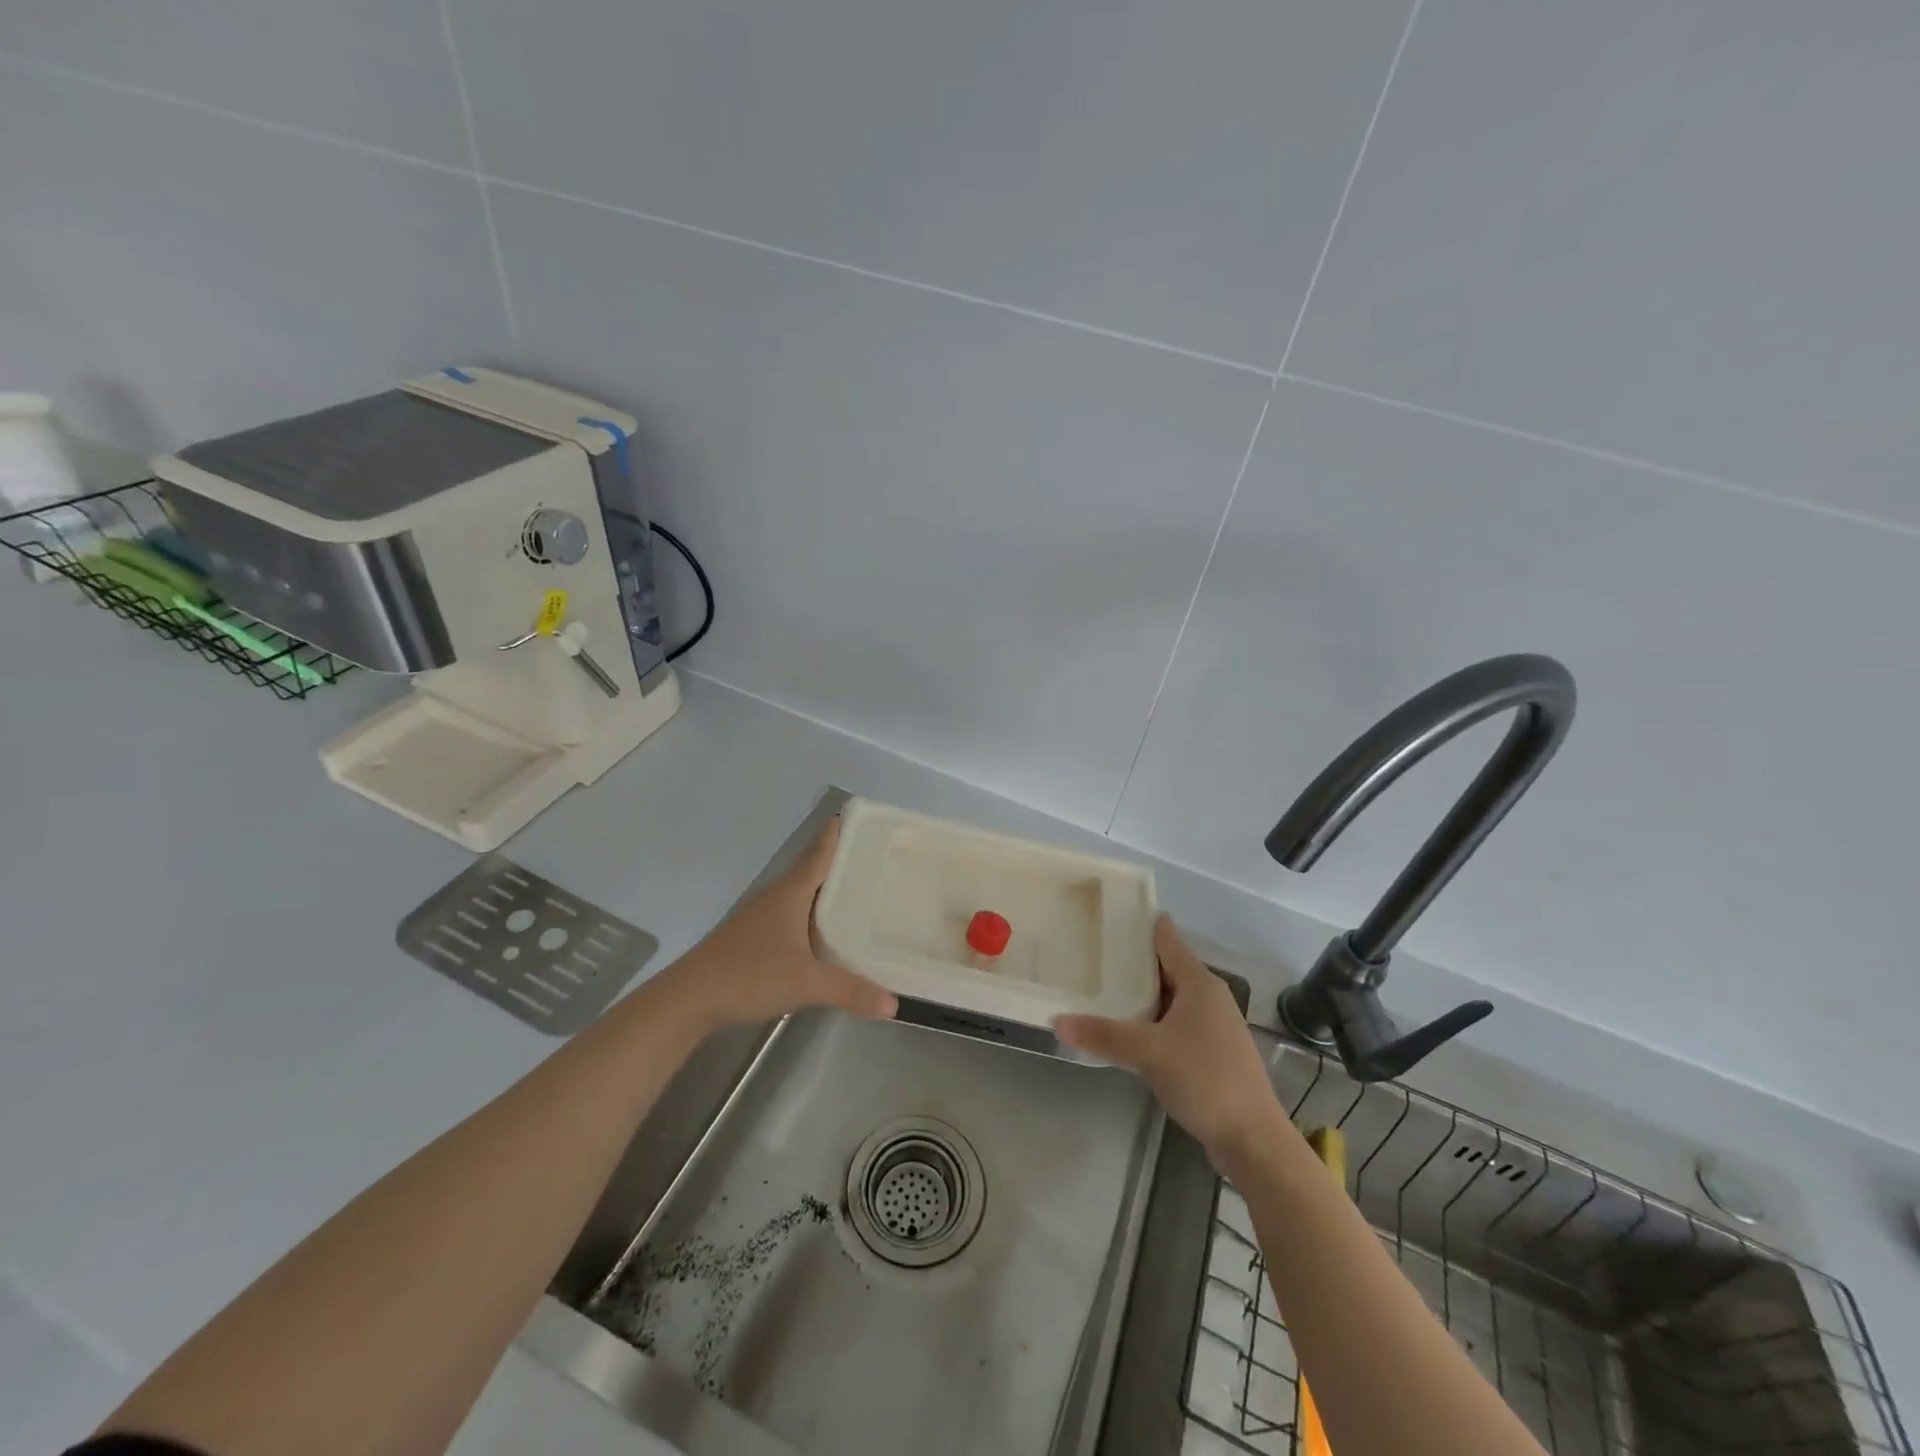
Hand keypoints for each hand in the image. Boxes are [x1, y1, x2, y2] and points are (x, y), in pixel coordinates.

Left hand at [653, 818, 896, 1033]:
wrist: (689, 999)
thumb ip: (851, 990)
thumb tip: (894, 1004)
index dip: (837, 833)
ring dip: (825, 890)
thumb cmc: (749, 975)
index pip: (819, 852)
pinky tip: (824, 932)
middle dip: (841, 861)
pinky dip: (812, 915)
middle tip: (876, 857)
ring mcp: (761, 917)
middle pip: (811, 869)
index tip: (860, 816)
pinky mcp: (753, 938)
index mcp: (790, 892)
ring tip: (858, 891)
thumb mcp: (806, 983)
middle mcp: (776, 897)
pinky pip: (792, 915)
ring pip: (801, 894)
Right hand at [1055, 915, 1286, 1167]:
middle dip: (1132, 961)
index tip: (1110, 913)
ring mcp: (1212, 1026)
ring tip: (1101, 987)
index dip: (1141, 925)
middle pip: (1165, 968)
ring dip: (1140, 994)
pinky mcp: (1210, 1052)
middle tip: (1092, 951)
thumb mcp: (1148, 1053)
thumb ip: (1103, 1035)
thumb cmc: (1205, 1079)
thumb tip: (1057, 1021)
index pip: (1167, 940)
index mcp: (1200, 983)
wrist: (1252, 1139)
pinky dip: (1151, 1020)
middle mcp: (1208, 997)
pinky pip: (1174, 1023)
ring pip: (1169, 998)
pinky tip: (1127, 1030)